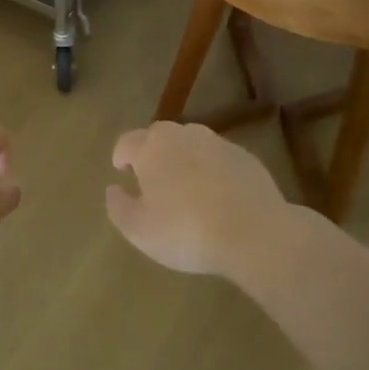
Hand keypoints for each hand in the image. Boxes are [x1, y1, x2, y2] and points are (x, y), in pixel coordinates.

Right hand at [105, 121, 287, 277]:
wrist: (255, 233)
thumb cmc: (186, 231)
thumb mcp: (139, 230)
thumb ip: (119, 207)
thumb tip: (113, 189)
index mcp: (152, 148)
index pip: (127, 142)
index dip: (121, 155)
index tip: (121, 170)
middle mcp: (183, 136)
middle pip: (159, 136)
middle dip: (150, 152)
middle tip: (150, 176)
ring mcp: (217, 143)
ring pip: (190, 143)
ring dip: (181, 157)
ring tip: (183, 183)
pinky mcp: (245, 156)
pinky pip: (217, 157)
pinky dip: (209, 168)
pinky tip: (214, 193)